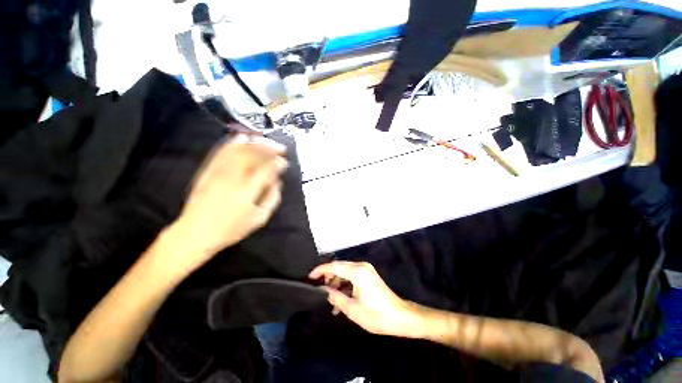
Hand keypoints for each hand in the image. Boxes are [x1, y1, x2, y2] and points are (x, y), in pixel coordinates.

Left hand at [163, 134, 287, 275]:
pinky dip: (233, 142)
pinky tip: (243, 137)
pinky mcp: (208, 170)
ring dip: (255, 143)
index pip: (266, 169)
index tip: (285, 162)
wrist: (195, 233)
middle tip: (280, 149)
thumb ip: (272, 199)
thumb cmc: (231, 229)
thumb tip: (277, 182)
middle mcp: (233, 178)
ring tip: (267, 142)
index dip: (278, 163)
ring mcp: (218, 172)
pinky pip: (222, 151)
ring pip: (239, 150)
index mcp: (247, 191)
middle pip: (253, 155)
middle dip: (269, 148)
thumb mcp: (259, 219)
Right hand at [309, 261, 423, 337]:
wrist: (400, 317)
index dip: (321, 270)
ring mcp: (366, 270)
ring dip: (337, 283)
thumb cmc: (376, 314)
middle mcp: (361, 266)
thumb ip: (336, 298)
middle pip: (340, 267)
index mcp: (357, 272)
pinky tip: (341, 299)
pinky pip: (352, 276)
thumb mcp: (352, 309)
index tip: (310, 277)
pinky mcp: (369, 275)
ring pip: (345, 271)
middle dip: (328, 277)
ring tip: (331, 300)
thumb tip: (325, 291)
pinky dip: (345, 284)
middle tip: (320, 290)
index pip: (334, 266)